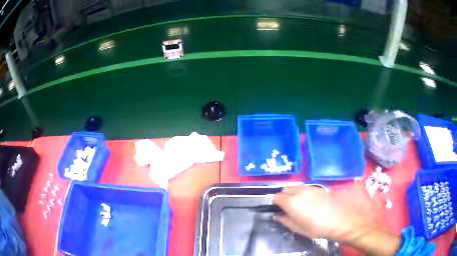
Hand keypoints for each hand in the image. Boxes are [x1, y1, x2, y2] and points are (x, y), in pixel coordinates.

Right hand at [273, 185, 365, 241]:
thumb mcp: (297, 228)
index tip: (279, 210)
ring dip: (293, 193)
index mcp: (291, 202)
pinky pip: (305, 188)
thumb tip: (277, 215)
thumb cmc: (316, 227)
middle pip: (285, 189)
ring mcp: (309, 188)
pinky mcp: (318, 187)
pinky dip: (303, 193)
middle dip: (284, 197)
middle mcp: (299, 191)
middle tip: (288, 207)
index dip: (275, 204)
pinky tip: (310, 202)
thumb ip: (284, 220)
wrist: (338, 220)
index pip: (276, 197)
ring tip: (299, 205)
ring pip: (295, 187)